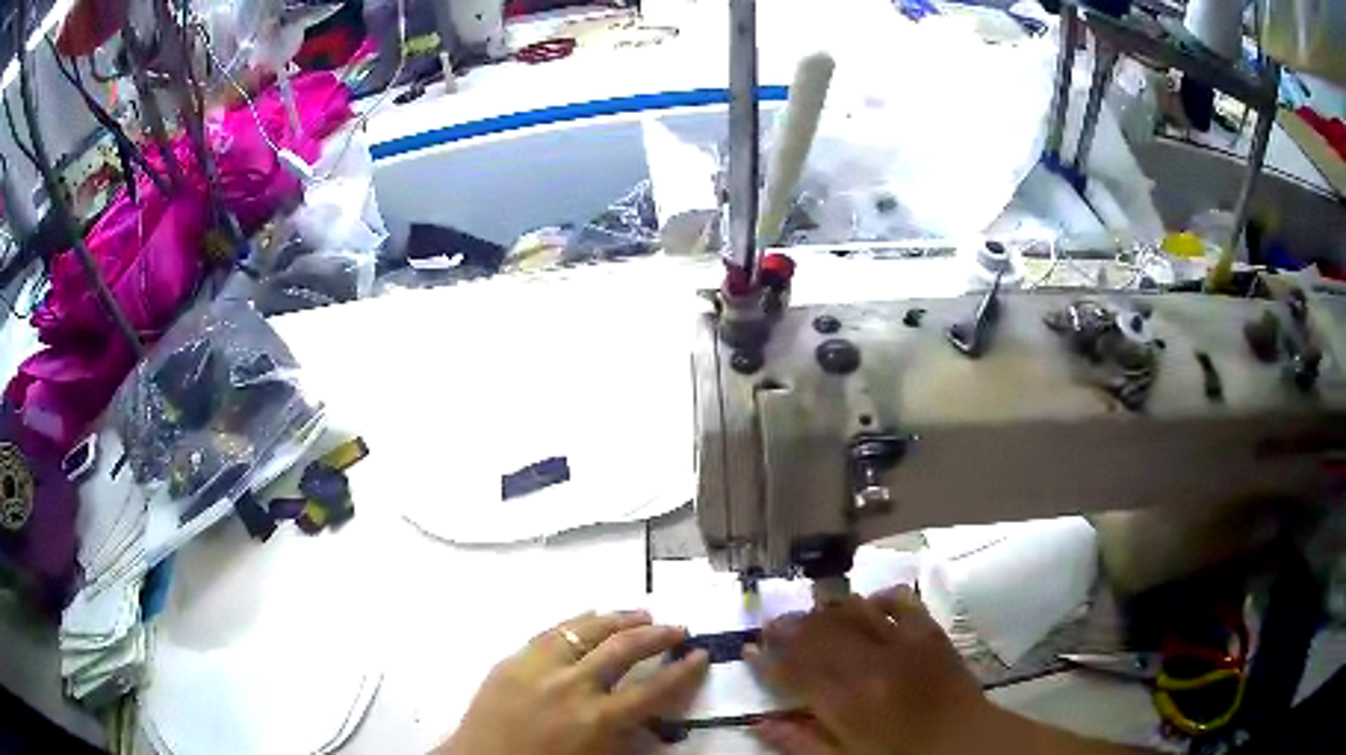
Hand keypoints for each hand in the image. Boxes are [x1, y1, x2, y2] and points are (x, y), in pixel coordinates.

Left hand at [439, 610, 708, 754]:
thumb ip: (627, 734)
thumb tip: (651, 711)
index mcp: (598, 720)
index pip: (654, 689)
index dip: (683, 672)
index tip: (701, 655)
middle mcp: (572, 687)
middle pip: (624, 649)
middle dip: (657, 635)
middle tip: (677, 627)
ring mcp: (538, 668)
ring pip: (587, 630)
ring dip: (619, 619)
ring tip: (641, 614)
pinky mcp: (512, 660)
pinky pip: (551, 632)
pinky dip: (577, 621)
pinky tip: (590, 615)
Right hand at [747, 586, 994, 754]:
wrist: (966, 743)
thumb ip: (801, 743)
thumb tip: (759, 722)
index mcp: (846, 702)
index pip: (793, 670)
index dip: (766, 659)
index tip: (748, 650)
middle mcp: (870, 664)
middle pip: (818, 634)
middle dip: (788, 627)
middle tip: (771, 624)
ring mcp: (903, 643)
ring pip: (852, 612)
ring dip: (825, 609)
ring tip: (808, 611)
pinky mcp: (929, 632)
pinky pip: (899, 602)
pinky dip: (877, 597)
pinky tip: (865, 601)